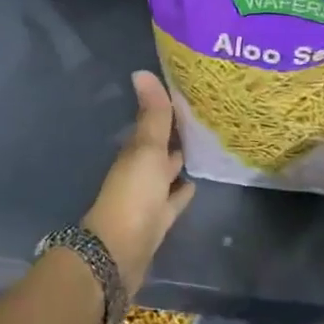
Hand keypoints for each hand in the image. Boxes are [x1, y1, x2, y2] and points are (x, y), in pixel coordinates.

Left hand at [84, 70, 195, 293]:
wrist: (118, 252)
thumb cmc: (133, 195)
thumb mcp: (146, 150)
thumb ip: (152, 115)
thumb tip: (141, 71)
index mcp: (135, 152)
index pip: (154, 124)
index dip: (168, 110)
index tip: (189, 94)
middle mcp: (140, 171)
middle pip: (160, 148)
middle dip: (176, 135)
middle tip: (203, 118)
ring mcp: (148, 197)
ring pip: (167, 173)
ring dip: (180, 161)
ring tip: (205, 146)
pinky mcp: (158, 220)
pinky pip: (173, 200)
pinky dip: (182, 190)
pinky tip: (195, 183)